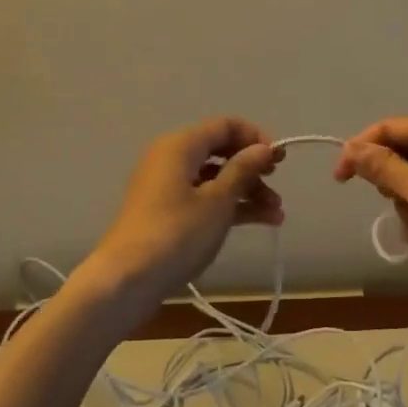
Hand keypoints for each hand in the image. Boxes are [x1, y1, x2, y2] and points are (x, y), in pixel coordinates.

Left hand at [86, 117, 282, 303]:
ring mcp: (168, 187)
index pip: (225, 126)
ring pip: (215, 178)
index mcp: (181, 145)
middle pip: (221, 151)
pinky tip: (261, 222)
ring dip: (247, 191)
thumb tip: (264, 147)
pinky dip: (230, 206)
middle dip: (253, 167)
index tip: (280, 159)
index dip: (256, 137)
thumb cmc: (177, 233)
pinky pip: (205, 197)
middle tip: (277, 183)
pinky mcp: (167, 212)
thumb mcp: (218, 200)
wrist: (127, 281)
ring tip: (277, 214)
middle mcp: (172, 158)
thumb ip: (244, 169)